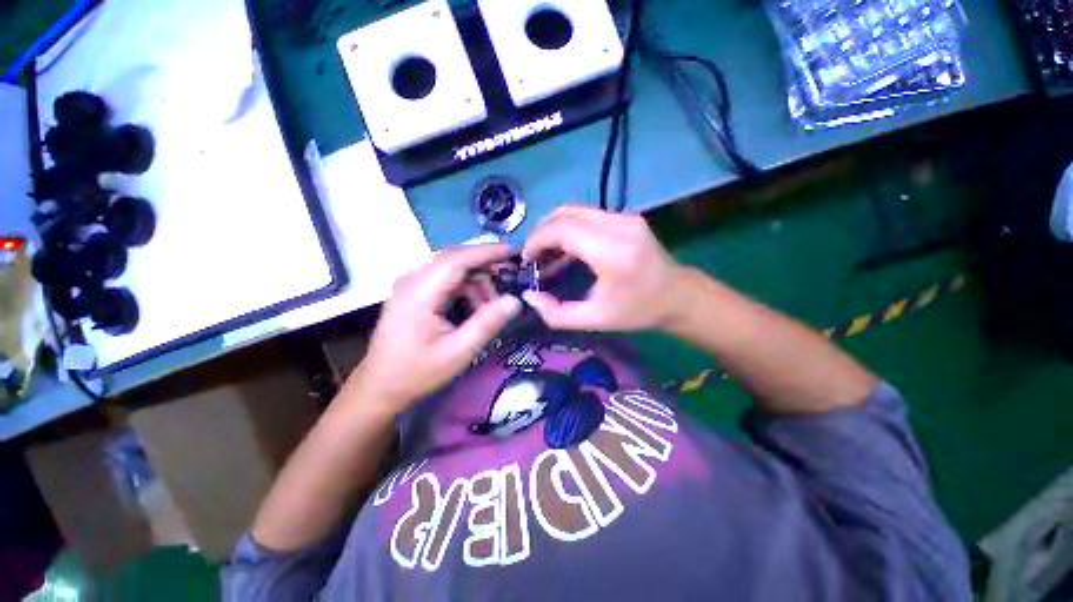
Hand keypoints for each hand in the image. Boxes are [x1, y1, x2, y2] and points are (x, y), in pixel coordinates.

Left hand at [347, 244, 522, 414]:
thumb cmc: (417, 372)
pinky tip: (472, 308)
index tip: (514, 252)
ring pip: (452, 268)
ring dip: (475, 282)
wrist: (379, 386)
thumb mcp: (458, 352)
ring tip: (488, 308)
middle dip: (484, 268)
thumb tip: (515, 300)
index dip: (487, 252)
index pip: (458, 259)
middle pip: (455, 259)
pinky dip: (464, 288)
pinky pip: (444, 278)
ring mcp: (410, 283)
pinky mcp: (412, 291)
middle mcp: (412, 279)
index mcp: (420, 292)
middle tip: (507, 286)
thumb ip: (487, 323)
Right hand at [521, 206, 690, 332]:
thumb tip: (529, 296)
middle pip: (565, 214)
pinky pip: (587, 215)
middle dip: (541, 234)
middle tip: (534, 258)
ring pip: (574, 211)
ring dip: (554, 230)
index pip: (562, 229)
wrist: (680, 297)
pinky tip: (566, 251)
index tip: (526, 261)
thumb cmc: (639, 311)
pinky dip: (569, 229)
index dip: (536, 240)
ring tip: (547, 256)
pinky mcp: (626, 217)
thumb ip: (556, 314)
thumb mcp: (595, 320)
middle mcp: (618, 225)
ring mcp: (625, 217)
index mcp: (611, 251)